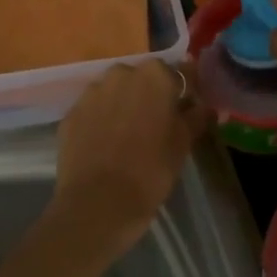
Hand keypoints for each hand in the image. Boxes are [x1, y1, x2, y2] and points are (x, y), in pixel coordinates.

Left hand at [54, 61, 207, 249]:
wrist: (99, 202)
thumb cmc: (152, 169)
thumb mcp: (184, 143)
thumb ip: (197, 117)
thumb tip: (205, 107)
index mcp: (154, 75)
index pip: (179, 74)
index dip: (185, 93)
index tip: (188, 111)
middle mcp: (121, 73)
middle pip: (143, 79)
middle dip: (150, 96)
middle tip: (157, 125)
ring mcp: (91, 92)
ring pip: (114, 93)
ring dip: (123, 106)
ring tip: (128, 137)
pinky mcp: (71, 114)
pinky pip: (93, 111)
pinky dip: (101, 122)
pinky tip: (106, 146)